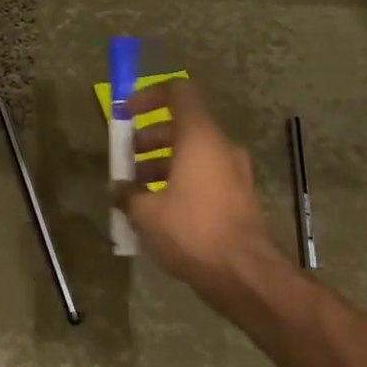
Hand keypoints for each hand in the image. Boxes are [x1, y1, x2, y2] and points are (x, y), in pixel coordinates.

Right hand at [113, 79, 278, 315]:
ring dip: (161, 165)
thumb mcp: (146, 213)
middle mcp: (221, 147)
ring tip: (136, 193)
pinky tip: (160, 213)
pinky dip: (180, 183)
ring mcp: (235, 172)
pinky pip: (204, 177)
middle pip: (181, 126)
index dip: (148, 96)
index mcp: (199, 137)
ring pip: (192, 155)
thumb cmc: (193, 231)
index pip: (178, 92)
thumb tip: (120, 190)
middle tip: (125, 162)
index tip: (126, 114)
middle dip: (148, 140)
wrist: (246, 274)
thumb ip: (128, 194)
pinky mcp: (239, 197)